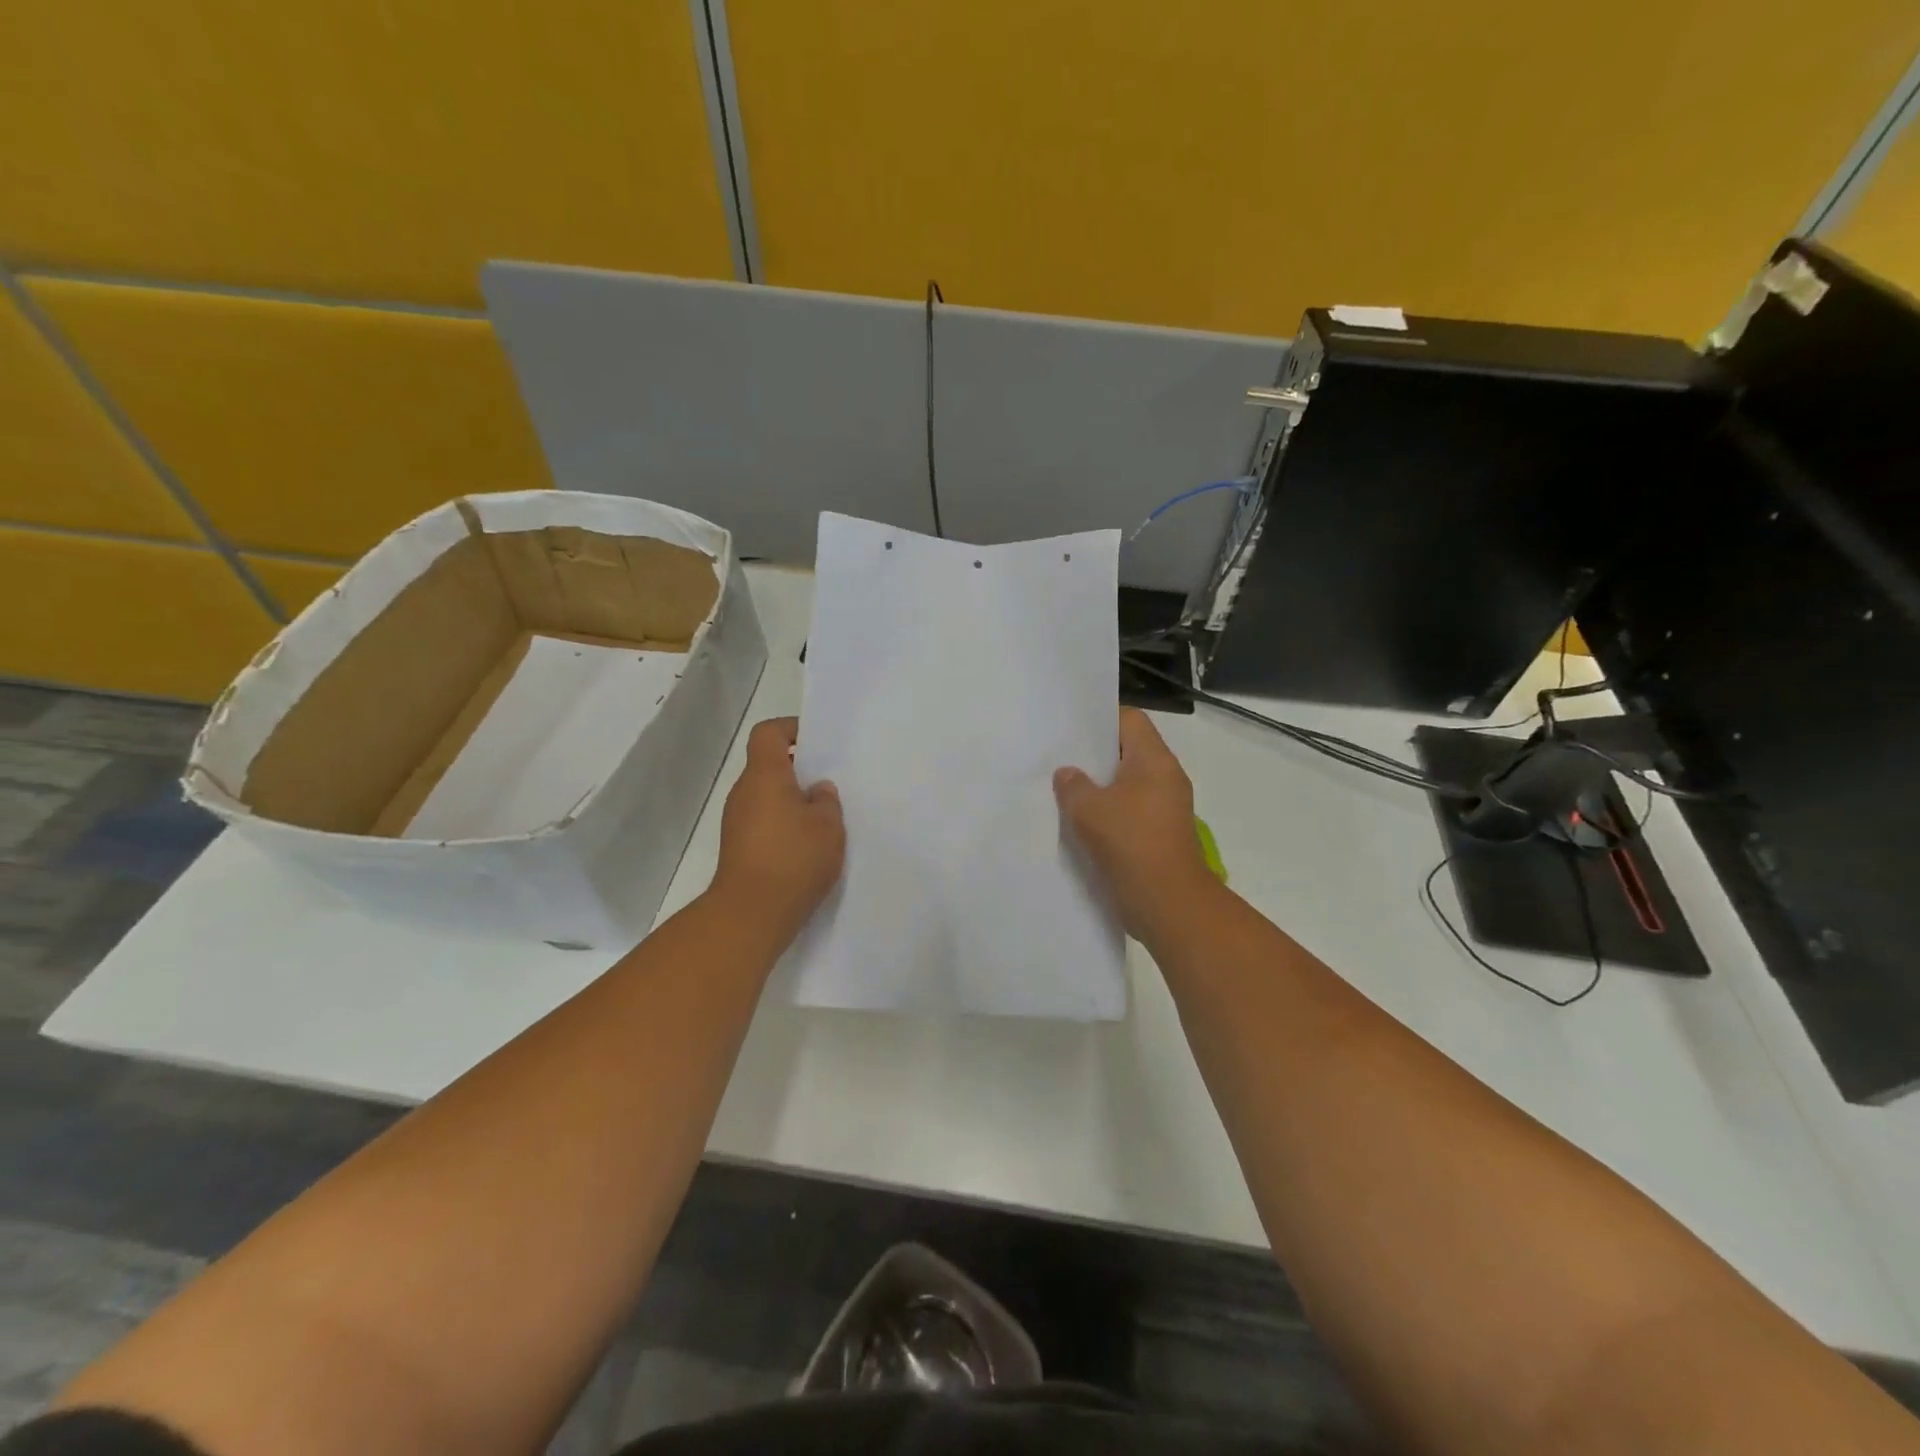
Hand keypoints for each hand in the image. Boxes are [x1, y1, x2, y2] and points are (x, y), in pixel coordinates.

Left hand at [712, 718, 844, 938]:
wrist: (751, 913)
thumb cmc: (793, 858)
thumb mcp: (828, 826)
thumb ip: (827, 801)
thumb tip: (818, 790)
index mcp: (764, 775)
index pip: (768, 733)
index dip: (791, 729)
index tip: (816, 742)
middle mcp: (744, 792)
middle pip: (768, 766)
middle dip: (799, 771)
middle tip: (830, 786)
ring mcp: (736, 821)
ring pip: (767, 797)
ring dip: (792, 802)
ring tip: (824, 820)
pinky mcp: (738, 848)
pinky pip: (763, 823)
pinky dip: (784, 826)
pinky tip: (808, 847)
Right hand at [1055, 707, 1216, 940]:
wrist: (1168, 903)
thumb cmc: (1130, 843)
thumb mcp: (1089, 809)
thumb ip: (1073, 785)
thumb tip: (1068, 774)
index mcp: (1154, 760)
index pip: (1130, 720)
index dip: (1100, 719)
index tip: (1071, 729)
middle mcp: (1166, 777)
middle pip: (1128, 752)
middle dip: (1094, 756)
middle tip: (1060, 759)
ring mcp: (1166, 807)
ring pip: (1127, 784)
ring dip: (1100, 788)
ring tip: (1064, 791)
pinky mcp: (1160, 834)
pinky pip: (1130, 811)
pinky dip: (1109, 813)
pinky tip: (1081, 823)